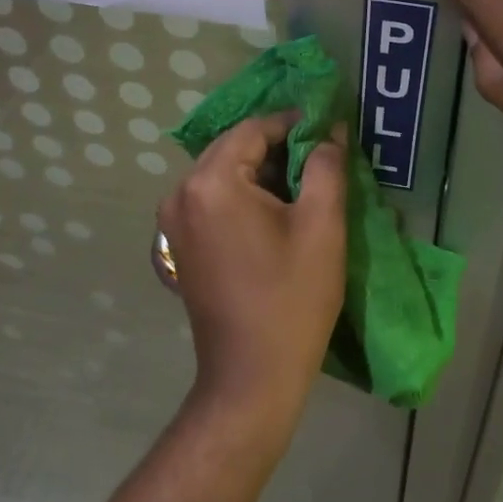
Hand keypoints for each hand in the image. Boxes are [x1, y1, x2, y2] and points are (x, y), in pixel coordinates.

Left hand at [156, 114, 347, 438]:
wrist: (251, 377)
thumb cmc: (292, 298)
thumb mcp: (322, 225)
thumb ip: (326, 166)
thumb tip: (329, 132)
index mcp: (211, 182)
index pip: (254, 129)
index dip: (294, 124)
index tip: (329, 131)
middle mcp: (181, 193)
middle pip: (233, 149)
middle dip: (278, 148)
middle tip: (321, 160)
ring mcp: (173, 221)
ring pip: (223, 174)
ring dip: (262, 173)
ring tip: (304, 188)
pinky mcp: (178, 244)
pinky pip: (213, 200)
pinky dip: (243, 196)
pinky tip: (276, 214)